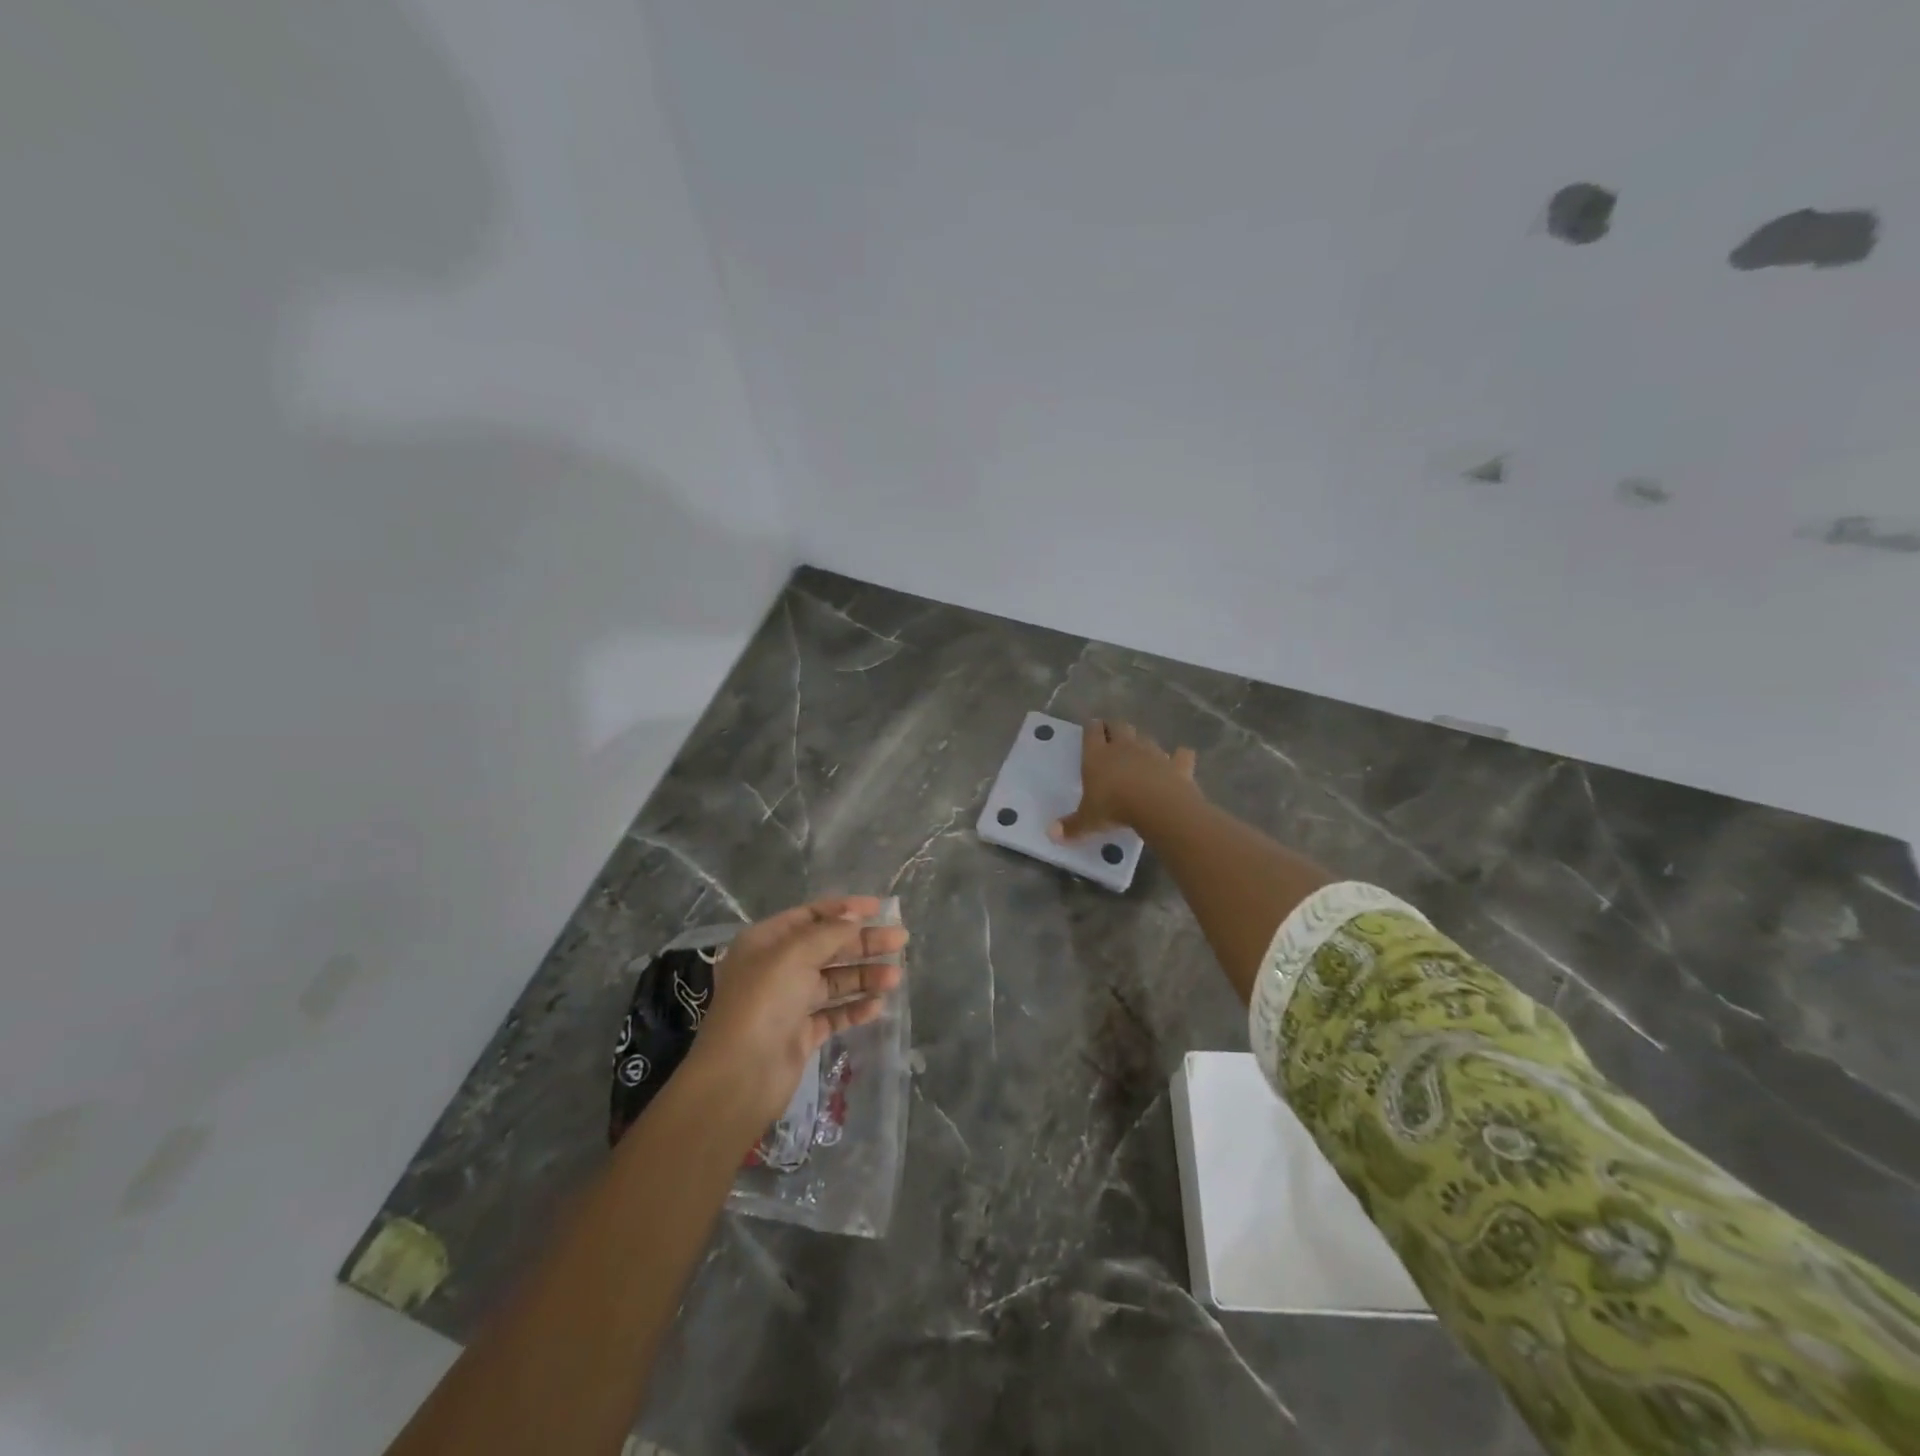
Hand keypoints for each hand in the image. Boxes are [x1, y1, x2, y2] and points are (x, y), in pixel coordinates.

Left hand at [685, 895, 907, 1127]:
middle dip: (863, 943)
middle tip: (900, 940)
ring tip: (895, 978)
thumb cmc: (764, 1002)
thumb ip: (830, 932)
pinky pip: (834, 1014)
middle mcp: (776, 968)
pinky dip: (855, 1008)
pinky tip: (877, 1006)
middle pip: (828, 947)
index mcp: (766, 941)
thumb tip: (855, 916)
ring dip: (864, 976)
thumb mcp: (795, 954)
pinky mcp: (801, 1034)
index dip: (845, 909)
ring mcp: (789, 1002)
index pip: (810, 916)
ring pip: (834, 981)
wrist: (741, 1076)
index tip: (880, 908)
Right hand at [1051, 719, 1198, 841]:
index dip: (1091, 728)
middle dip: (1115, 728)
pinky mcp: (1177, 764)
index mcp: (1098, 755)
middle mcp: (1125, 747)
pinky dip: (1180, 756)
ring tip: (1140, 751)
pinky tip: (1181, 758)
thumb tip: (1051, 834)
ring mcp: (1153, 752)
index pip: (1092, 732)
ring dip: (1142, 742)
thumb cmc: (1114, 807)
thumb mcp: (1088, 820)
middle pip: (1119, 726)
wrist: (1157, 806)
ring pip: (1146, 738)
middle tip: (1112, 734)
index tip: (1091, 727)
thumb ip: (1072, 826)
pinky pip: (1181, 755)